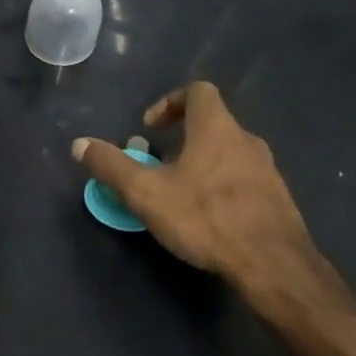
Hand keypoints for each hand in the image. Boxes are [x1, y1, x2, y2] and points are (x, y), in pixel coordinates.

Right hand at [72, 82, 332, 311]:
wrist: (273, 264)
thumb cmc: (205, 218)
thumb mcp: (146, 193)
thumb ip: (111, 166)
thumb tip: (79, 144)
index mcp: (216, 128)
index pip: (198, 91)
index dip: (170, 101)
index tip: (149, 127)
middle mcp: (246, 140)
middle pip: (211, 123)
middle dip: (180, 138)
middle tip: (157, 164)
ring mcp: (266, 169)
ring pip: (227, 153)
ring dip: (200, 163)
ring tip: (178, 193)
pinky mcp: (276, 197)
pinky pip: (242, 179)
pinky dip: (220, 185)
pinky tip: (206, 216)